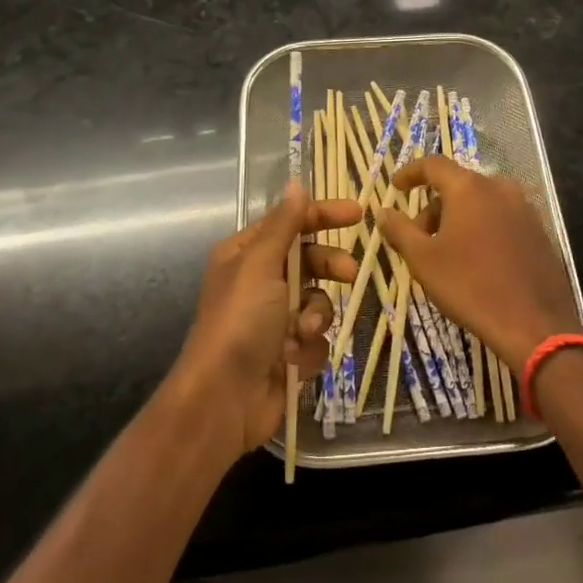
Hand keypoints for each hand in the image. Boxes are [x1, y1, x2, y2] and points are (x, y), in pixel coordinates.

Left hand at [173, 182, 361, 454]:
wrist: (223, 400)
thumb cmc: (240, 322)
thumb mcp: (261, 264)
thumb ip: (285, 224)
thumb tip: (296, 182)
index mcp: (245, 255)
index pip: (290, 223)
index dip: (323, 215)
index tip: (359, 213)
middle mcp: (259, 282)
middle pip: (310, 260)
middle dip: (329, 267)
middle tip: (350, 272)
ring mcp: (274, 319)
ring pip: (318, 301)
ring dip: (315, 315)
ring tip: (303, 331)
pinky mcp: (288, 352)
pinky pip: (316, 337)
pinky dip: (309, 346)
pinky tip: (294, 359)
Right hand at [377, 155, 582, 368]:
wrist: (534, 324)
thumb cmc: (470, 286)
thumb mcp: (423, 259)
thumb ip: (400, 229)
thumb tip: (384, 211)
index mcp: (469, 188)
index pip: (434, 165)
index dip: (411, 173)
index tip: (396, 187)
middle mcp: (500, 188)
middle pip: (458, 185)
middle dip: (434, 206)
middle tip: (418, 237)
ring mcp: (524, 209)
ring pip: (481, 202)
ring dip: (458, 218)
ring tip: (446, 252)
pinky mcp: (539, 231)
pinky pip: (502, 218)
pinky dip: (483, 228)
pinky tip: (476, 261)